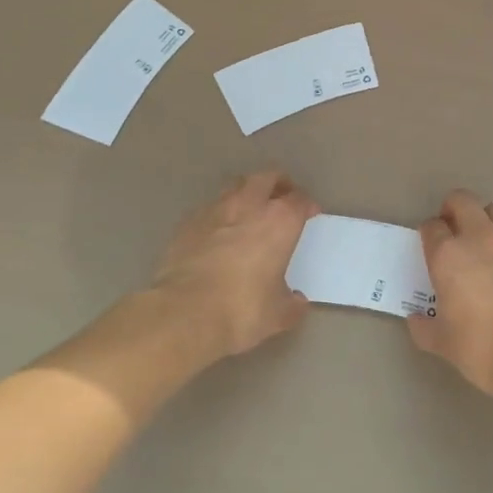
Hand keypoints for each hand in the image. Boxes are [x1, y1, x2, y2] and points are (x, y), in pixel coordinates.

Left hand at [152, 170, 317, 359]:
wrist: (183, 314)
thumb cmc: (241, 310)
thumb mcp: (277, 315)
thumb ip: (291, 304)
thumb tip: (297, 301)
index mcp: (279, 222)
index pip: (299, 200)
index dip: (306, 205)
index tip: (309, 214)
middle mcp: (249, 206)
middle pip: (267, 177)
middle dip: (278, 184)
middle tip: (282, 199)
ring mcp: (215, 210)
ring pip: (236, 186)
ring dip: (247, 193)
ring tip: (249, 211)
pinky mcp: (187, 223)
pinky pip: (210, 208)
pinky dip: (219, 214)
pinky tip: (218, 232)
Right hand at [408, 191, 492, 398]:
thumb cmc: (480, 347)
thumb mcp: (443, 343)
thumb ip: (425, 328)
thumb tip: (418, 320)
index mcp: (448, 255)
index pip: (432, 227)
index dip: (429, 233)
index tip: (430, 245)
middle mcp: (479, 239)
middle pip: (463, 201)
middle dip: (454, 207)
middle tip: (453, 227)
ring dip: (487, 219)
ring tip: (485, 242)